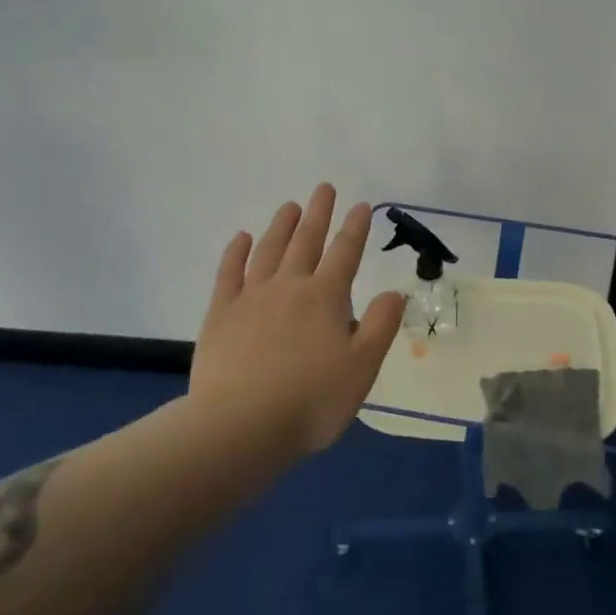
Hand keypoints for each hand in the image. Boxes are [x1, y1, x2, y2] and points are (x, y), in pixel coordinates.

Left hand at [189, 184, 405, 455]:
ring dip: (281, 226)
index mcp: (326, 298)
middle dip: (318, 214)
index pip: (345, 253)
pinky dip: (236, 253)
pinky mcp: (220, 314)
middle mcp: (289, 287)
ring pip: (269, 251)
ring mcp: (251, 298)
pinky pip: (229, 274)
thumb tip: (395, 291)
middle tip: (324, 188)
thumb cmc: (312, 401)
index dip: (355, 228)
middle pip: (306, 242)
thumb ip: (380, 325)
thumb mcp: (362, 368)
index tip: (361, 205)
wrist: (241, 426)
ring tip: (289, 206)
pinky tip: (241, 238)